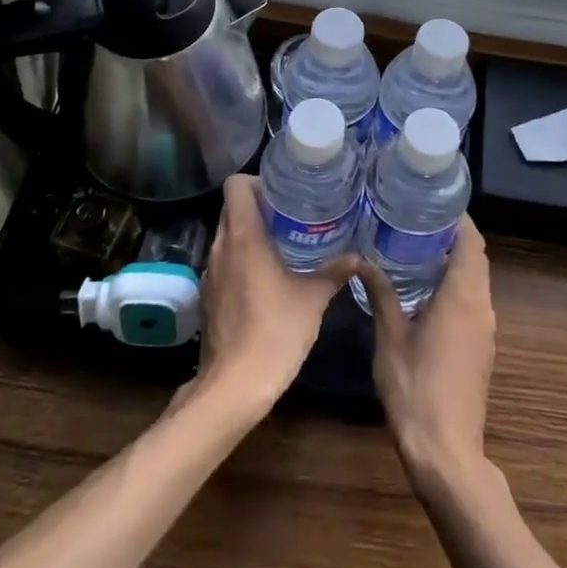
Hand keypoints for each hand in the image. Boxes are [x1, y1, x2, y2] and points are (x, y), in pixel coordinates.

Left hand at [189, 174, 353, 414]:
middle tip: (291, 215)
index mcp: (243, 236)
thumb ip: (333, 273)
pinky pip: (225, 261)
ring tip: (284, 242)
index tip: (283, 192)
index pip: (235, 186)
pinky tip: (267, 276)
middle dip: (259, 206)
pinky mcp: (209, 296)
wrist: (234, 386)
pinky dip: (242, 258)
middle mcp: (220, 247)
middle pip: (231, 208)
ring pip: (227, 235)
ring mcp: (210, 272)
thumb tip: (357, 258)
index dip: (257, 181)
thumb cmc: (275, 332)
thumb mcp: (312, 299)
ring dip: (250, 233)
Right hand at [357, 217, 495, 489]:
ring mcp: (485, 329)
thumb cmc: (415, 389)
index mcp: (462, 297)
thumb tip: (363, 260)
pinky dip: (456, 283)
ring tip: (418, 245)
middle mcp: (481, 306)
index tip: (433, 200)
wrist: (446, 451)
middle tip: (418, 218)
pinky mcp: (481, 347)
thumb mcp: (390, 338)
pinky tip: (426, 287)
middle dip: (454, 235)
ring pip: (476, 280)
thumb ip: (381, 294)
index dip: (459, 218)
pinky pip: (473, 300)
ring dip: (456, 260)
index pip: (471, 242)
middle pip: (476, 258)